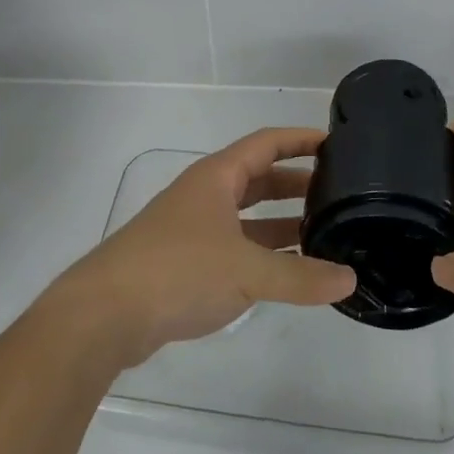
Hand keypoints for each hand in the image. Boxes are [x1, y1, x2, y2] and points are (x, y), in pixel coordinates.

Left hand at [49, 128, 356, 368]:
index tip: (336, 143)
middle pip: (258, 178)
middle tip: (337, 194)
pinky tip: (285, 271)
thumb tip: (349, 280)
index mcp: (217, 177)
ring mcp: (192, 229)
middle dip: (295, 184)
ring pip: (246, 216)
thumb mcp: (246, 271)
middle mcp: (204, 195)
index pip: (267, 143)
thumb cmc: (177, 271)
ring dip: (280, 222)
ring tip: (321, 232)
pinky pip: (234, 246)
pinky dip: (261, 252)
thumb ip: (300, 276)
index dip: (300, 140)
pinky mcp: (184, 262)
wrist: (104, 314)